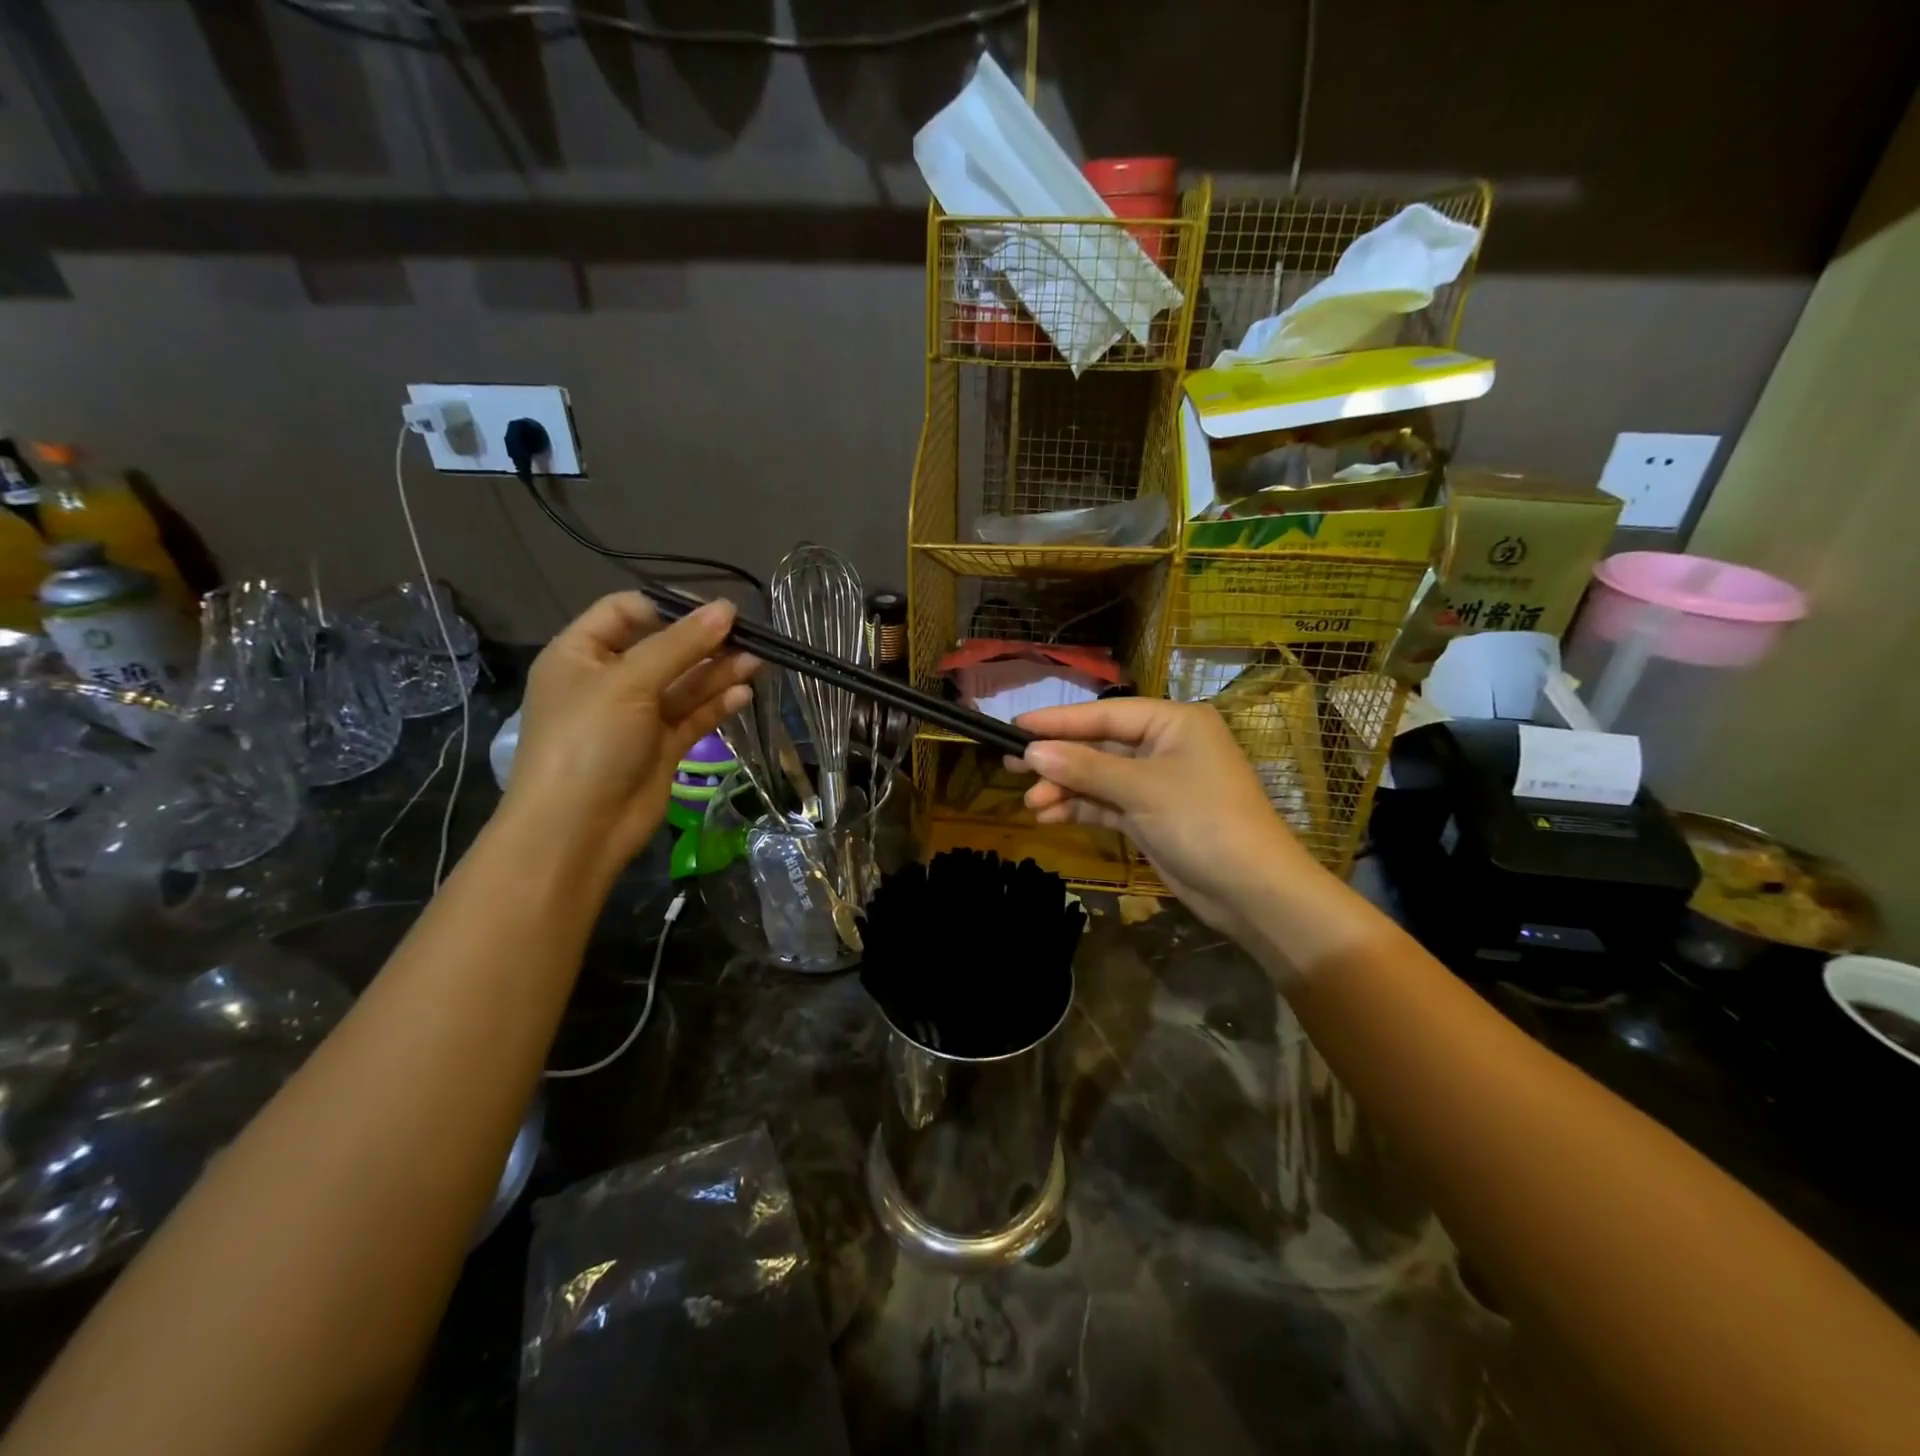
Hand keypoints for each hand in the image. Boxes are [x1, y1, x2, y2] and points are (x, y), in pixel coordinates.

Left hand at [501, 592, 756, 874]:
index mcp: (581, 654)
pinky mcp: (662, 746)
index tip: (714, 610)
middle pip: (663, 648)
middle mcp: (609, 680)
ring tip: (758, 661)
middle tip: (749, 636)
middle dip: (704, 641)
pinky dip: (718, 704)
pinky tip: (745, 693)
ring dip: (719, 671)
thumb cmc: (590, 741)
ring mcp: (637, 716)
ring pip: (684, 683)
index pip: (626, 611)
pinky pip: (693, 715)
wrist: (577, 829)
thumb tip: (727, 608)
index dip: (669, 606)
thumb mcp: (629, 682)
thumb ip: (680, 644)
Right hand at [1011, 698, 1321, 937]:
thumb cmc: (1203, 821)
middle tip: (1010, 765)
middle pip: (1099, 744)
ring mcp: (1158, 782)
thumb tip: (1032, 751)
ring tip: (1030, 803)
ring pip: (1099, 777)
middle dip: (1058, 759)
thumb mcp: (1141, 789)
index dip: (1058, 721)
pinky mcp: (1151, 815)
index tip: (1015, 727)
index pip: (1105, 714)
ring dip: (1065, 788)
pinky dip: (1080, 808)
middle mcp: (1165, 745)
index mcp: (1173, 722)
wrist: (1253, 891)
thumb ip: (1085, 767)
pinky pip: (1107, 803)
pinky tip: (1049, 816)